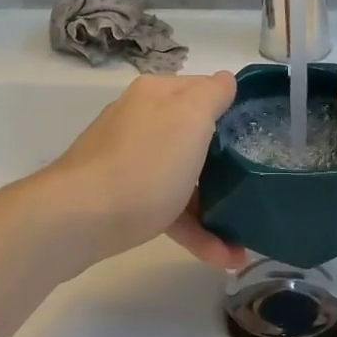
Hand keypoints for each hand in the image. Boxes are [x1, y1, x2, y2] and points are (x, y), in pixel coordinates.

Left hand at [37, 71, 245, 270]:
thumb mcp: (190, 118)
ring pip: (181, 175)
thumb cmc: (144, 164)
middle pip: (193, 134)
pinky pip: (166, 207)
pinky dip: (192, 228)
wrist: (76, 220)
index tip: (259, 133)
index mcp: (158, 94)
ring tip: (243, 239)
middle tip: (255, 184)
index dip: (232, 108)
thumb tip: (224, 79)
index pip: (204, 89)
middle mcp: (141, 119)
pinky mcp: (121, 198)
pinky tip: (221, 256)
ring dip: (213, 205)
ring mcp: (128, 159)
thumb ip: (212, 94)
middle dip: (226, 162)